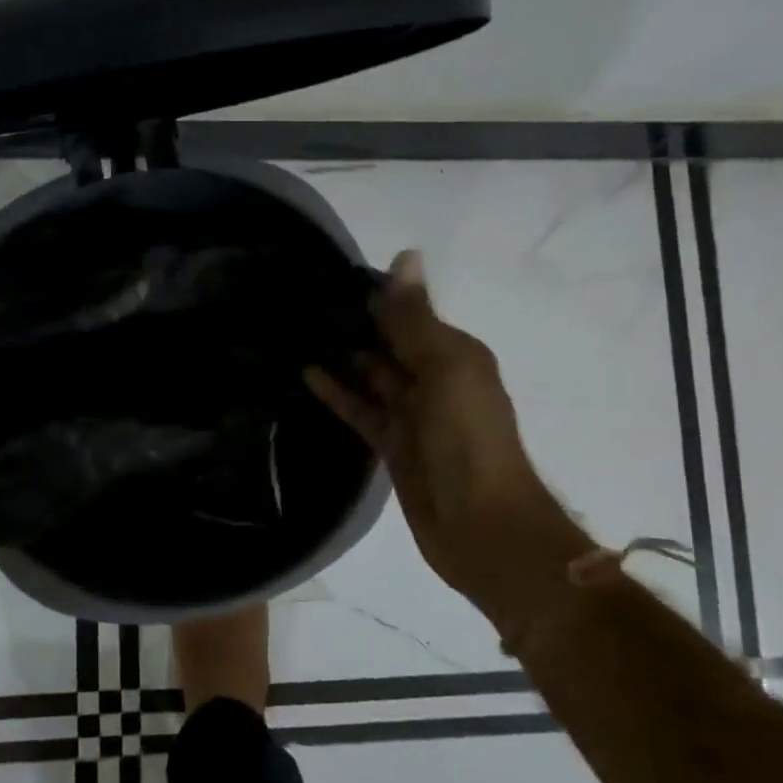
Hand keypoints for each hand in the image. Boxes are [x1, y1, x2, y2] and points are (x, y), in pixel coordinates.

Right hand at [308, 252, 566, 614]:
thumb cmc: (468, 441)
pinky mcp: (392, 444)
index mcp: (456, 354)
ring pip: (373, 374)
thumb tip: (405, 253)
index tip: (329, 273)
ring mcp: (412, 414)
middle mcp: (435, 378)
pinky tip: (307, 374)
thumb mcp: (445, 370)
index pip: (410, 312)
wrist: (483, 528)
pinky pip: (361, 409)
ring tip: (299, 330)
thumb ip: (416, 318)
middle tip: (302, 299)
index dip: (376, 293)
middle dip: (355, 322)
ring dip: (344, 355)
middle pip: (390, 342)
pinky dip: (338, 392)